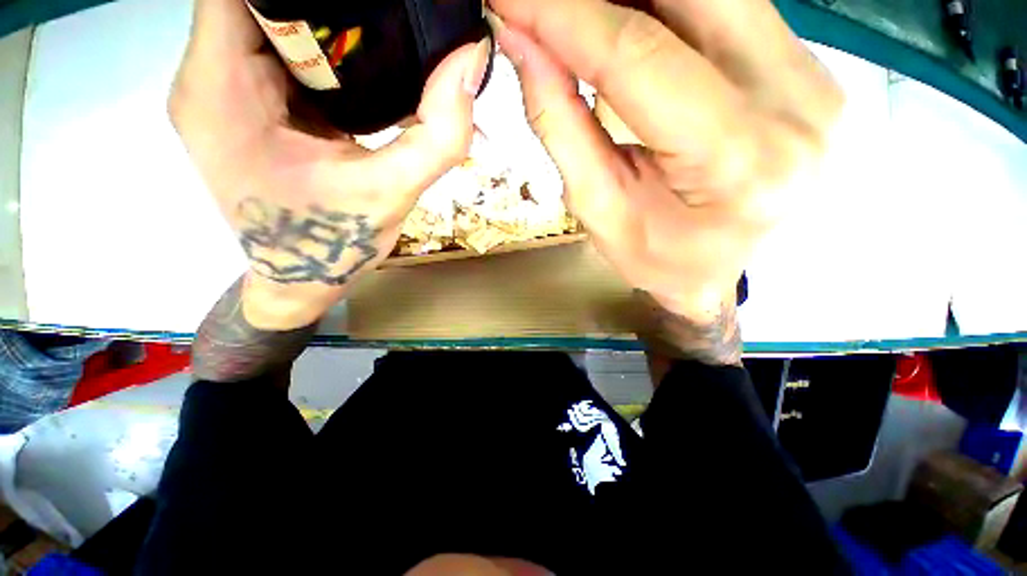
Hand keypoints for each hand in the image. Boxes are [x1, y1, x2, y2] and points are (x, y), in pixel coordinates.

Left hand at [170, 0, 490, 330]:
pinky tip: (360, 64)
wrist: (302, 280)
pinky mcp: (248, 105)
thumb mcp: (393, 192)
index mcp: (219, 88)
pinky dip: (321, 47)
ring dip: (323, 18)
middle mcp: (207, 76)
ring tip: (379, 31)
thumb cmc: (333, 245)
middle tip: (388, 9)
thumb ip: (437, 134)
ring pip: (268, 18)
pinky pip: (280, 51)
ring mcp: (224, 89)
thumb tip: (471, 60)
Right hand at [488, 0, 842, 361]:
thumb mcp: (597, 207)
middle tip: (542, 3)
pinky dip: (665, 4)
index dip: (566, 17)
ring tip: (578, 15)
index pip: (641, 59)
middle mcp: (794, 105)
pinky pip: (727, 5)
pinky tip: (622, 18)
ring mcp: (811, 76)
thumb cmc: (656, 256)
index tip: (511, 0)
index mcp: (737, 163)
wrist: (718, 266)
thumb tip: (522, 41)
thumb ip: (561, 124)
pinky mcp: (805, 65)